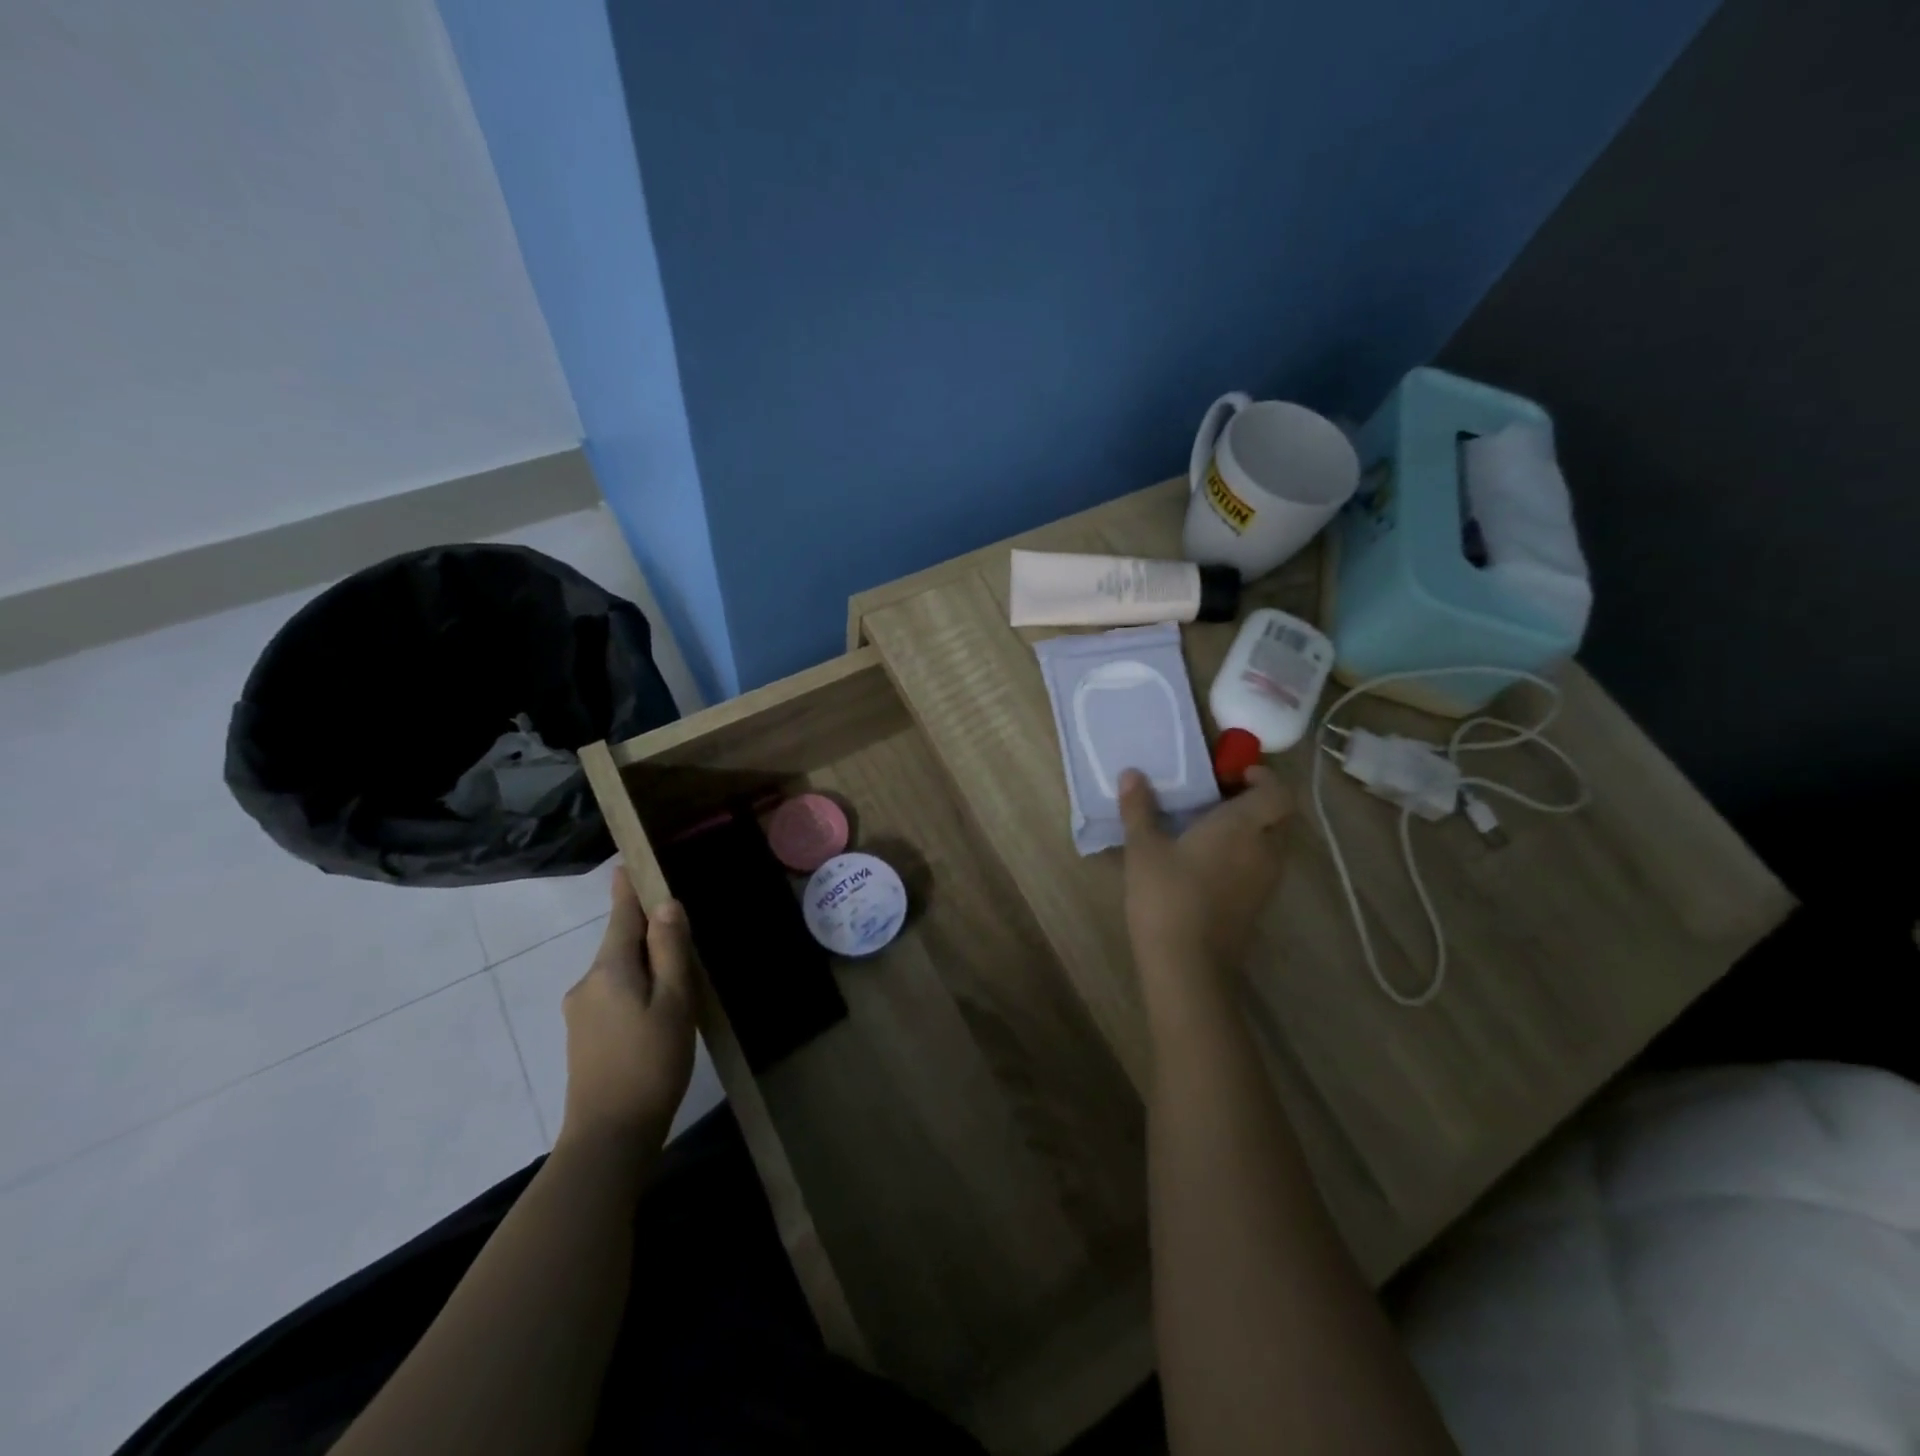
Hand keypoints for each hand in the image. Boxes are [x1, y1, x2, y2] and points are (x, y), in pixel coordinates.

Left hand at [558, 871, 696, 1154]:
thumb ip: (670, 951)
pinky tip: (657, 1011)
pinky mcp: (583, 1038)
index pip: (621, 915)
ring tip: (678, 977)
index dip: (628, 889)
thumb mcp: (673, 1002)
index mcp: (609, 969)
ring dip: (644, 965)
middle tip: (682, 930)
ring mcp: (581, 1013)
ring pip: (618, 972)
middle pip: (619, 943)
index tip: (627, 863)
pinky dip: (635, 988)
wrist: (608, 1138)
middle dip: (646, 932)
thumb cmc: (650, 1063)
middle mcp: (587, 984)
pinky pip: (613, 995)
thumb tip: (666, 905)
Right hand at [1119, 765, 1293, 981]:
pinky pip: (1261, 867)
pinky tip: (1208, 863)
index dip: (1262, 777)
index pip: (1278, 791)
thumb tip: (1131, 774)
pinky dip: (1245, 856)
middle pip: (1279, 816)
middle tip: (1218, 798)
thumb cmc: (1167, 895)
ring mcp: (1266, 880)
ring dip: (1251, 830)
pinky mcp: (1258, 905)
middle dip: (1256, 802)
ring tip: (1210, 829)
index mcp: (1244, 826)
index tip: (1230, 774)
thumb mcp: (1143, 848)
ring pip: (1272, 843)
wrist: (1188, 964)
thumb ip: (1139, 808)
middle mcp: (1265, 849)